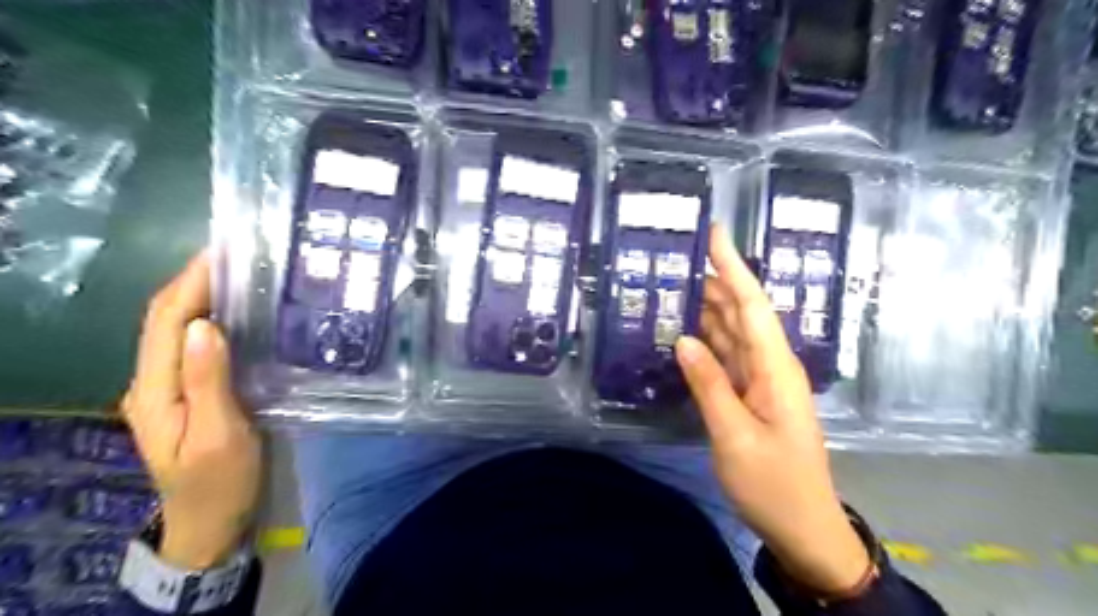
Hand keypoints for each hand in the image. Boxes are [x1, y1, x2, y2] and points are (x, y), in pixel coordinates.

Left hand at [123, 253, 261, 570]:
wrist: (211, 520)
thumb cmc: (221, 481)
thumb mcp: (220, 435)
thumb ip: (208, 381)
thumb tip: (205, 325)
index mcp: (155, 391)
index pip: (165, 322)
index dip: (190, 283)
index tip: (221, 252)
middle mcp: (152, 382)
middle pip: (164, 320)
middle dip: (193, 281)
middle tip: (236, 253)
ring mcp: (167, 387)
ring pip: (176, 329)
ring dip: (201, 296)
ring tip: (238, 272)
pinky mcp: (186, 392)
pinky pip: (191, 345)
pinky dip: (209, 319)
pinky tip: (236, 312)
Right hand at [675, 226, 871, 595]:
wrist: (801, 525)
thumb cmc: (773, 483)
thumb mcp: (734, 436)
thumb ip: (709, 384)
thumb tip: (684, 339)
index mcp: (775, 368)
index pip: (752, 305)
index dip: (733, 267)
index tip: (715, 233)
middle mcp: (770, 365)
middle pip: (741, 312)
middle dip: (713, 280)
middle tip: (675, 260)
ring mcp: (760, 380)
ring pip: (732, 332)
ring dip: (706, 308)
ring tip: (672, 287)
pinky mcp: (750, 394)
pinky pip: (726, 356)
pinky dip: (706, 340)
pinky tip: (684, 332)